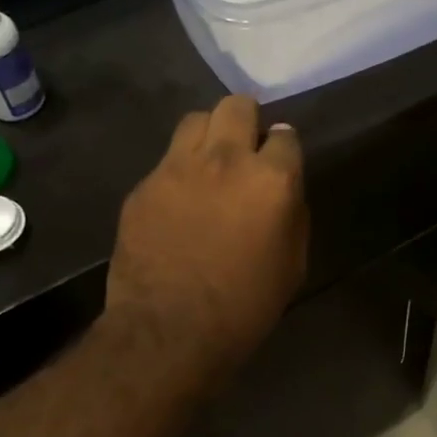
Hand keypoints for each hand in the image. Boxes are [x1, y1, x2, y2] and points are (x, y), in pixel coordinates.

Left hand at [106, 96, 308, 376]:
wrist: (170, 331)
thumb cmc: (245, 306)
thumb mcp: (292, 264)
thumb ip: (292, 214)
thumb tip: (283, 191)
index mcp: (271, 180)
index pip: (286, 136)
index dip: (283, 148)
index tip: (278, 163)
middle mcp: (226, 160)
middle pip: (237, 106)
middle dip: (246, 121)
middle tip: (245, 150)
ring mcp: (178, 167)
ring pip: (196, 120)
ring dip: (209, 135)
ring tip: (209, 163)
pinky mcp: (144, 185)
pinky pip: (166, 160)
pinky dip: (178, 171)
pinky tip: (178, 201)